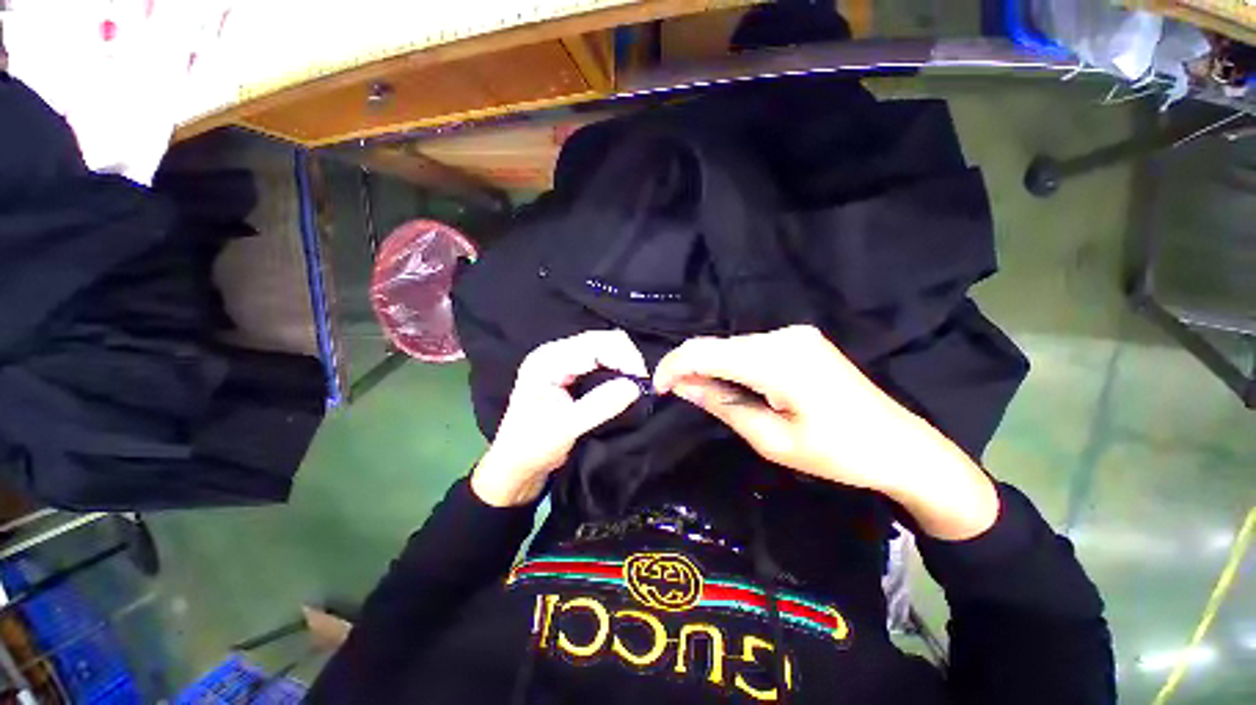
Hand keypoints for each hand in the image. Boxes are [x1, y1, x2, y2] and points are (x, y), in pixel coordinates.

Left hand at [471, 330, 646, 506]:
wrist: (515, 464)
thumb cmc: (532, 447)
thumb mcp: (564, 429)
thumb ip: (599, 405)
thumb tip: (635, 386)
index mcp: (548, 360)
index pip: (596, 344)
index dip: (624, 358)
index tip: (642, 383)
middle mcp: (555, 352)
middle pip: (602, 340)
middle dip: (627, 359)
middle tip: (641, 386)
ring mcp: (563, 360)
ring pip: (605, 347)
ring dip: (624, 363)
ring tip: (635, 386)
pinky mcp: (571, 370)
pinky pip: (602, 359)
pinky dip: (617, 368)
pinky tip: (623, 384)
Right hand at [653, 325, 997, 538]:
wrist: (903, 447)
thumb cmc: (839, 454)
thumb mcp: (772, 439)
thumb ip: (723, 405)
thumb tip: (683, 387)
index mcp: (778, 361)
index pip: (706, 351)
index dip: (674, 366)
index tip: (658, 388)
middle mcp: (784, 336)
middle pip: (717, 345)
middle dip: (689, 367)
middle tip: (676, 396)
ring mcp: (794, 335)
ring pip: (731, 346)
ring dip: (709, 366)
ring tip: (701, 394)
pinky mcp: (799, 340)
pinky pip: (750, 348)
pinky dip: (730, 364)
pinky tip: (730, 385)